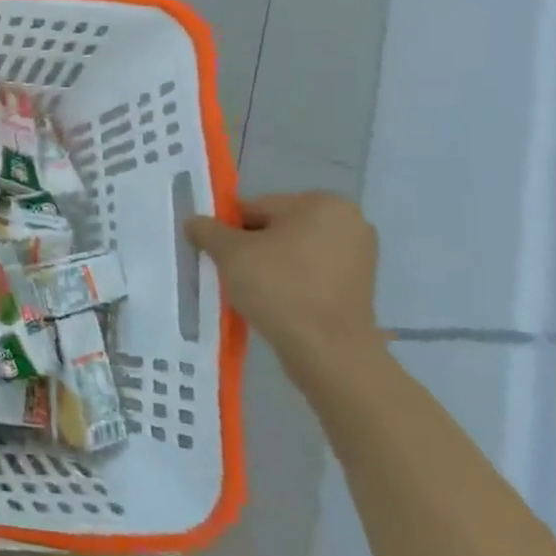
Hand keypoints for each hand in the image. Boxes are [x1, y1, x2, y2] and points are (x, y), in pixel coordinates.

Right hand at [186, 193, 381, 378]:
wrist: (329, 351)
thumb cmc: (279, 288)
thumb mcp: (229, 253)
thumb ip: (207, 229)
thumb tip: (195, 222)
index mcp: (322, 204)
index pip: (255, 208)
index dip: (229, 231)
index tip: (219, 256)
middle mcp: (349, 221)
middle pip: (275, 228)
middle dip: (251, 248)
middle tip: (234, 275)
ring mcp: (359, 255)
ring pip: (292, 252)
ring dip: (269, 266)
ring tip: (254, 292)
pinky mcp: (360, 285)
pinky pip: (311, 273)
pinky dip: (290, 282)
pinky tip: (276, 302)